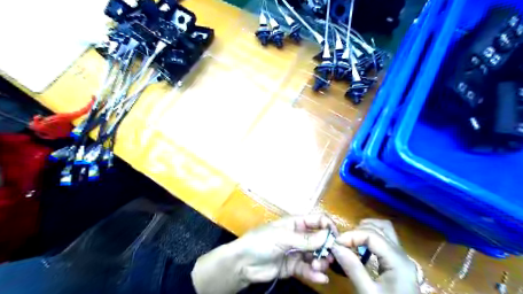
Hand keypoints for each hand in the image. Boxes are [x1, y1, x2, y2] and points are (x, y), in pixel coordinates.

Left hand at [192, 214, 333, 293]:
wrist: (243, 263)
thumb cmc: (262, 242)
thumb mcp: (283, 237)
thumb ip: (306, 239)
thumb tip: (328, 236)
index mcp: (296, 223)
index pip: (318, 220)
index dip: (329, 227)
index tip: (337, 240)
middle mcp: (299, 236)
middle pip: (320, 240)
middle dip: (327, 248)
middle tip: (329, 257)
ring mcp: (297, 252)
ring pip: (316, 255)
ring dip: (321, 262)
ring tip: (319, 267)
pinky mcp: (294, 267)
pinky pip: (308, 269)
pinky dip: (315, 274)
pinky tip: (320, 278)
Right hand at [333, 218, 419, 292]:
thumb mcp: (368, 293)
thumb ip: (352, 268)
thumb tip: (335, 246)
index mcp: (398, 261)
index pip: (372, 235)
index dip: (351, 235)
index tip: (335, 243)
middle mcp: (402, 255)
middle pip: (380, 228)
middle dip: (358, 231)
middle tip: (343, 242)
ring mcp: (402, 258)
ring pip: (384, 231)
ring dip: (366, 230)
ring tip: (351, 241)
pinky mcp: (398, 263)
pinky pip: (385, 241)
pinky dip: (371, 238)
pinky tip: (361, 248)